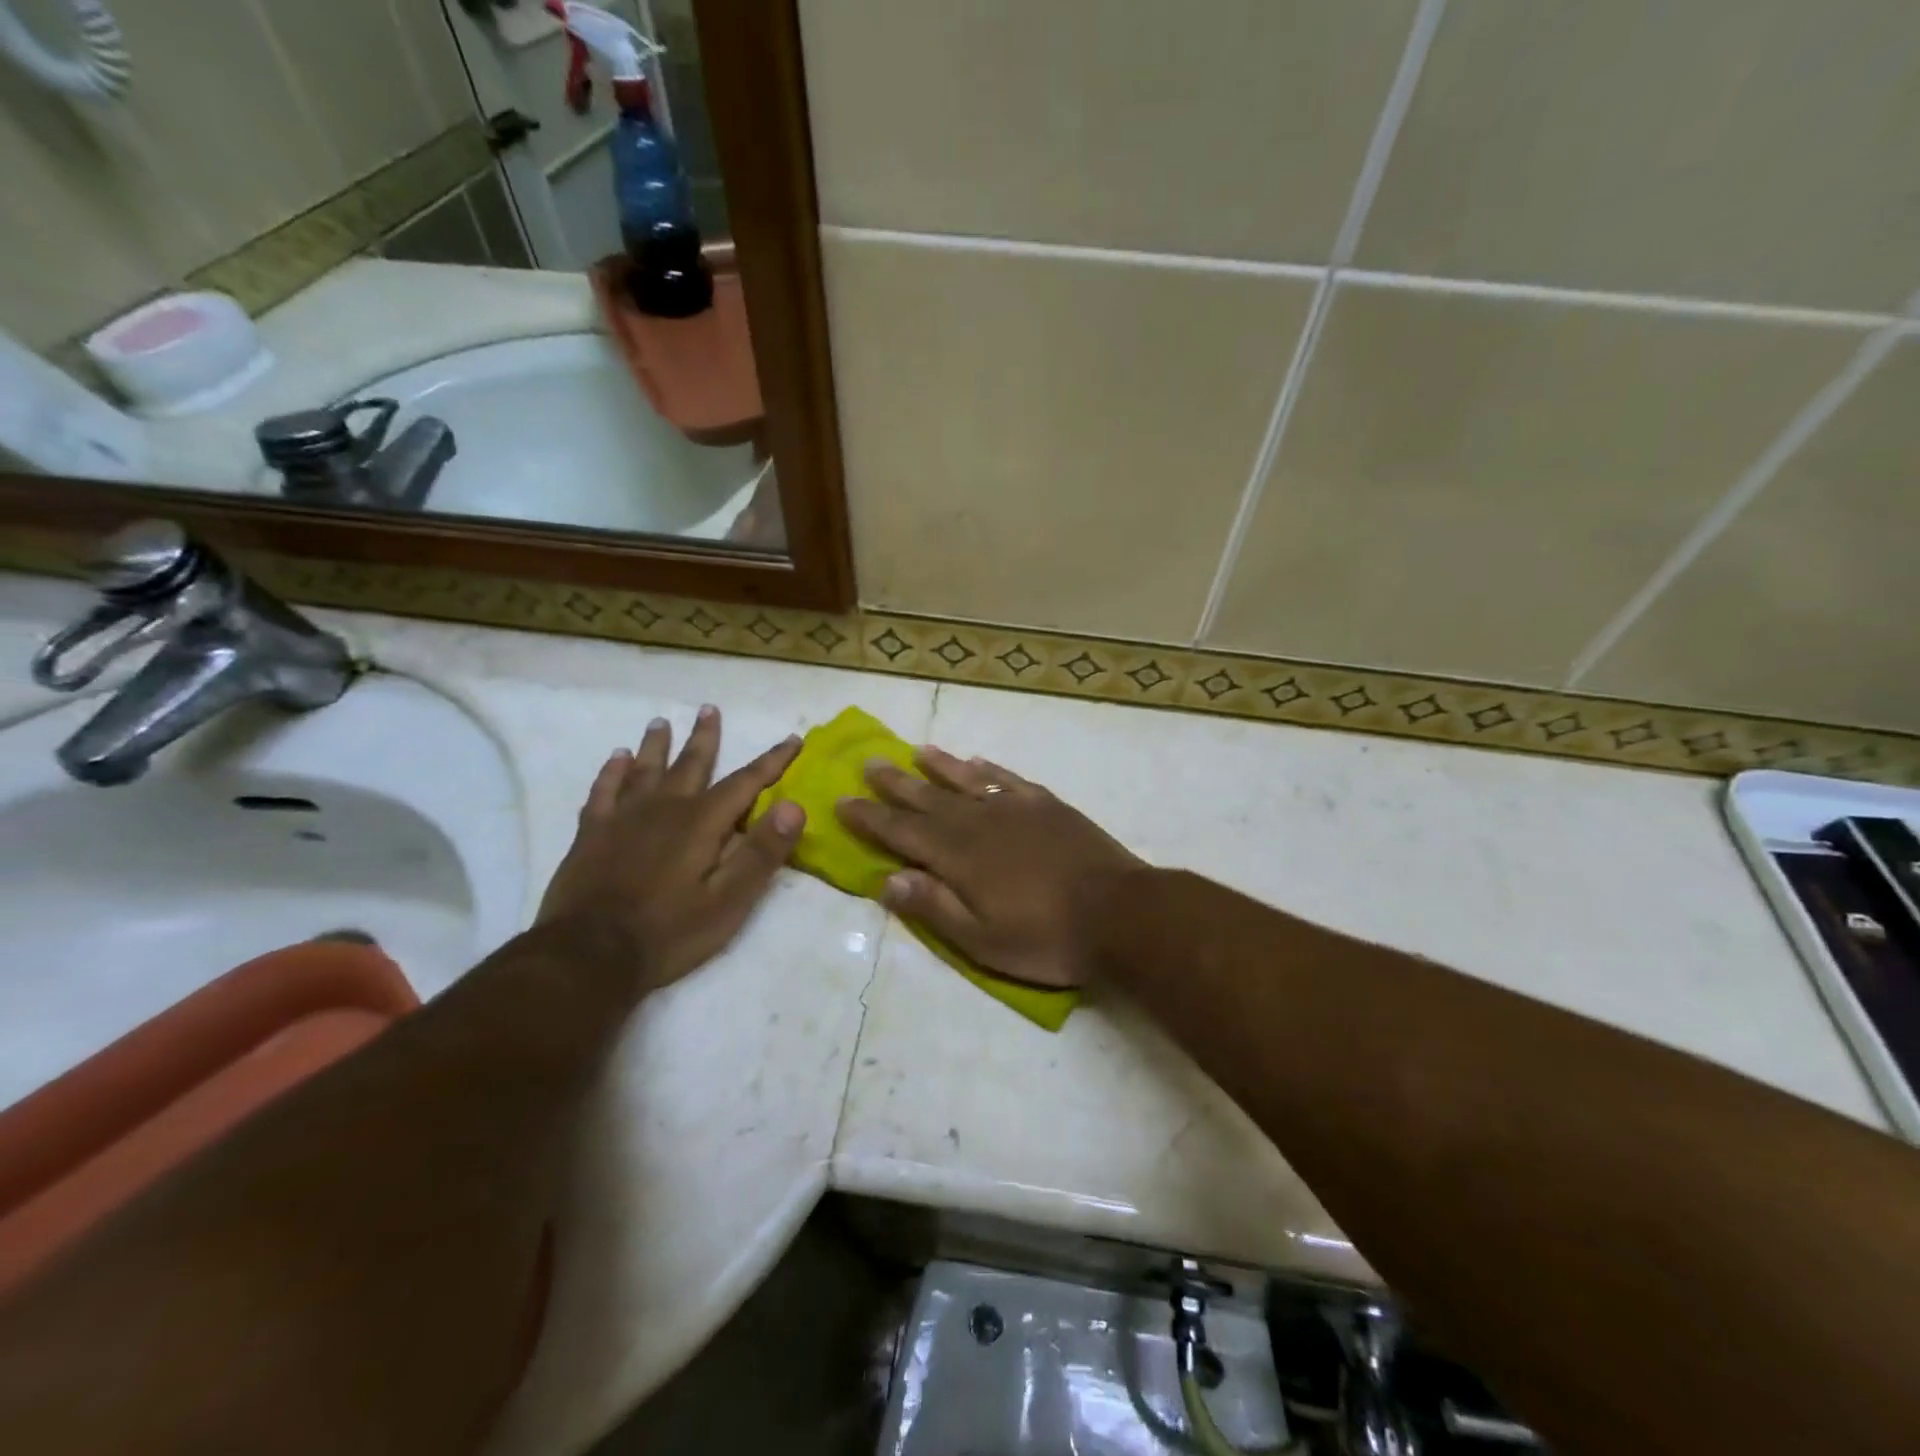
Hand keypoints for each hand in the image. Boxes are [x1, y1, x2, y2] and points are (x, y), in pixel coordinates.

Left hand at [538, 706, 804, 988]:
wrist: (588, 955)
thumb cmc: (669, 932)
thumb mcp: (729, 901)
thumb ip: (762, 852)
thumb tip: (795, 806)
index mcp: (701, 823)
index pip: (745, 782)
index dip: (772, 760)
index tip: (793, 739)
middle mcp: (664, 808)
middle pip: (691, 764)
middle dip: (705, 737)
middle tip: (709, 709)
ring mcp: (623, 818)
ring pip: (645, 770)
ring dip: (656, 745)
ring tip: (660, 722)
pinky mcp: (592, 834)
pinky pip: (604, 791)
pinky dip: (612, 772)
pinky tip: (616, 759)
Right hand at [836, 748, 1144, 988]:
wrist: (1120, 913)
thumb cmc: (1047, 938)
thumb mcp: (983, 941)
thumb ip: (935, 907)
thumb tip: (888, 880)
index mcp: (960, 857)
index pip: (903, 833)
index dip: (870, 818)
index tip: (842, 801)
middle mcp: (981, 823)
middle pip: (928, 799)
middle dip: (895, 784)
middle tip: (868, 763)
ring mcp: (1017, 809)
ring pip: (967, 781)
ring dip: (938, 766)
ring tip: (915, 751)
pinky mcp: (1048, 806)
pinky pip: (1009, 779)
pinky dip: (989, 769)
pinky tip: (977, 762)